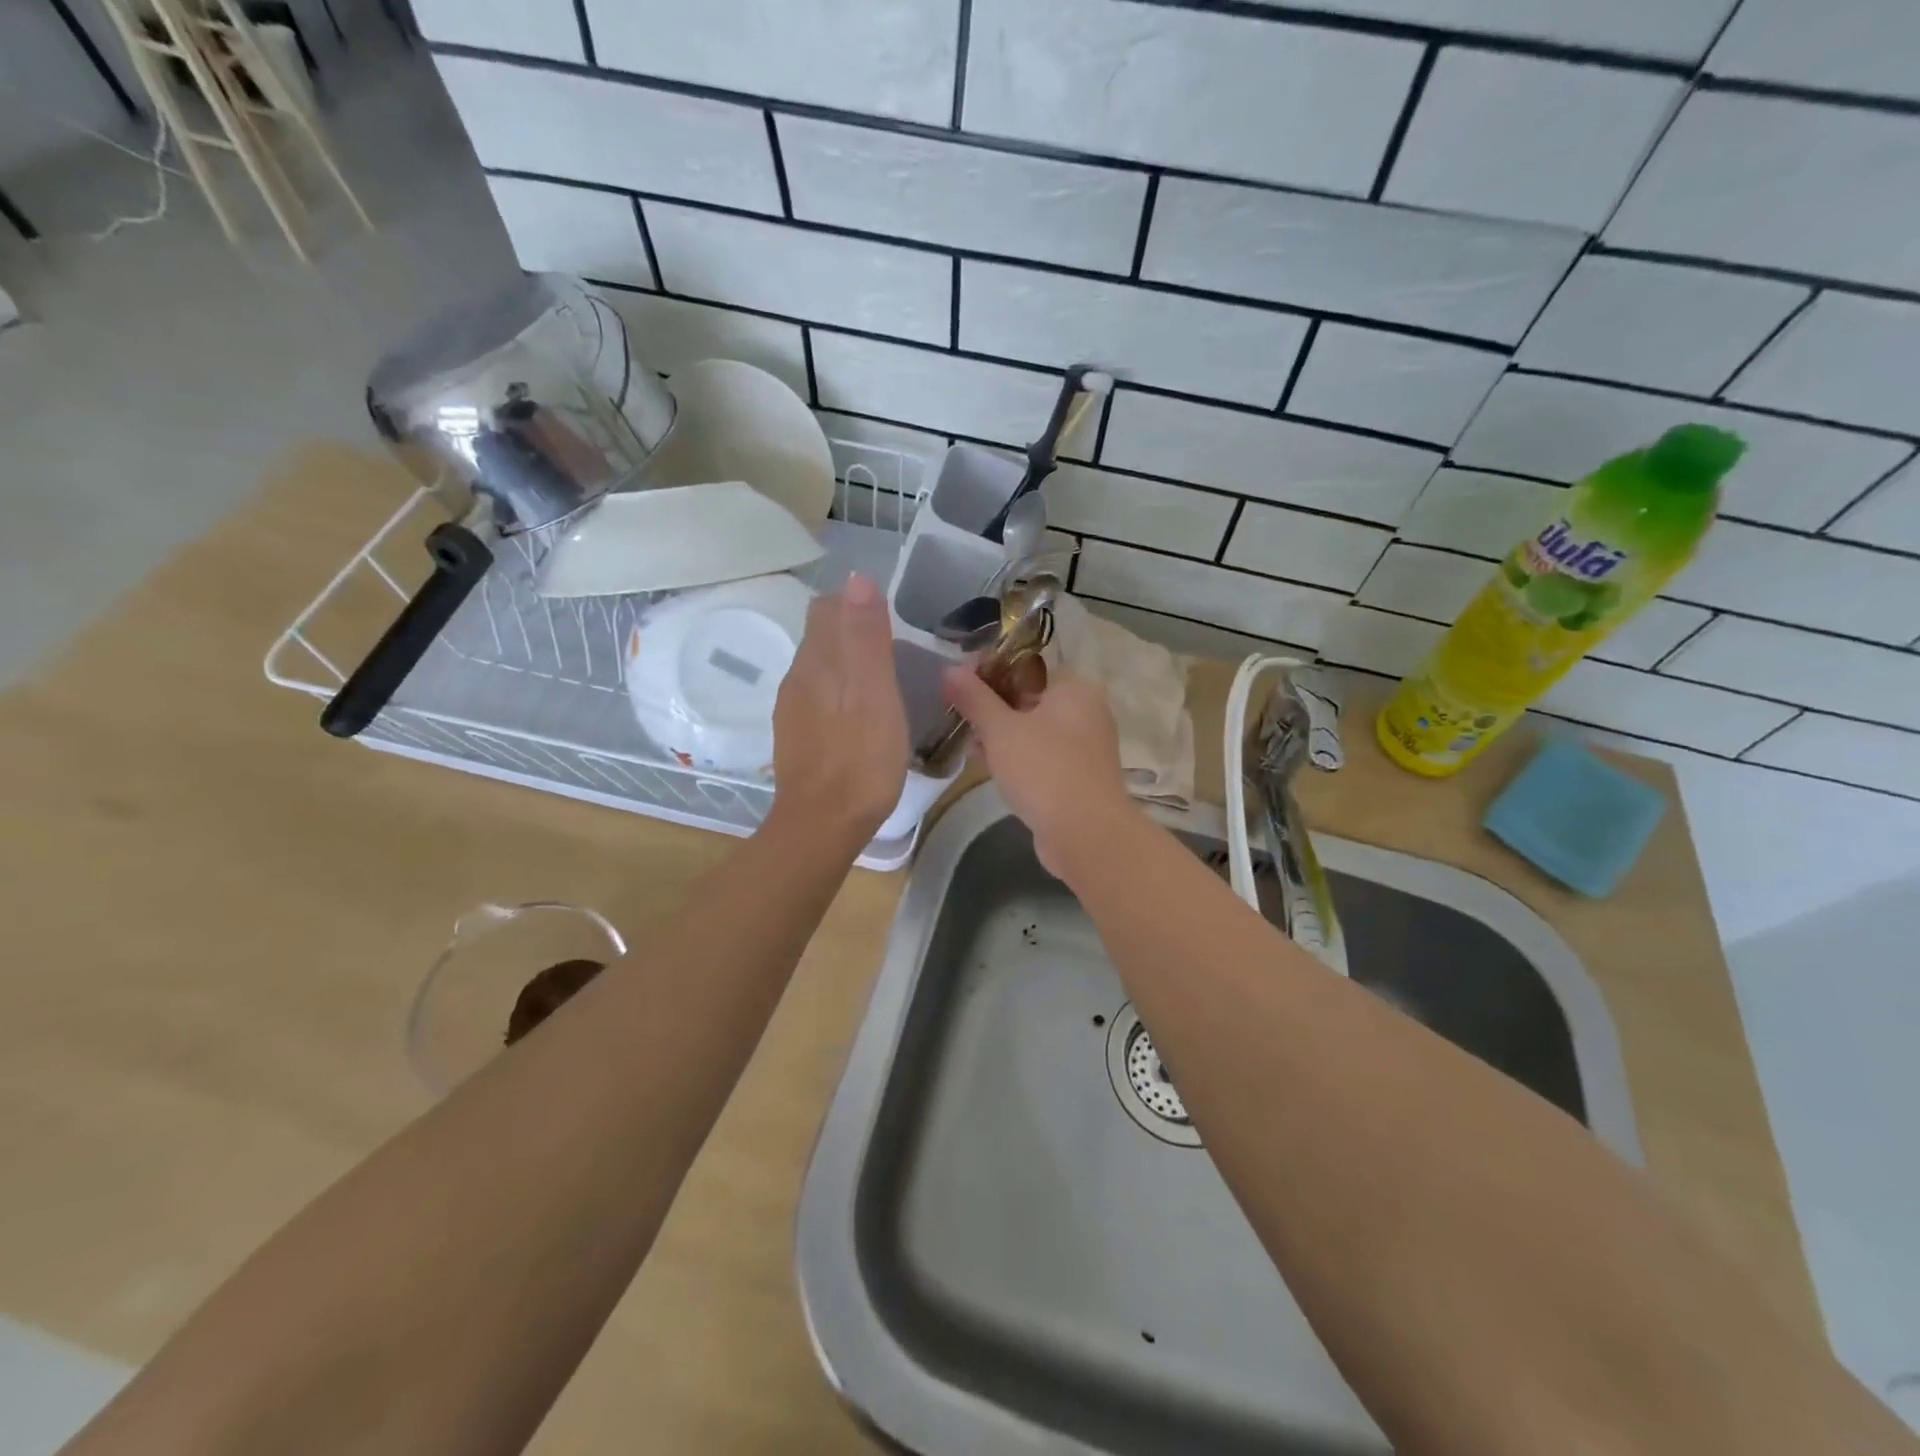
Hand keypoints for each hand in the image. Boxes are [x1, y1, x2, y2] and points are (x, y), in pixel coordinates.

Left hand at [769, 574, 908, 845]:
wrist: (822, 825)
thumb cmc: (860, 759)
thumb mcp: (875, 694)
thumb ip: (866, 637)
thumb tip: (858, 577)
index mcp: (817, 662)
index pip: (828, 609)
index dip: (857, 606)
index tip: (891, 621)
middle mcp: (797, 678)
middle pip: (821, 636)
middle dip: (852, 632)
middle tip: (894, 650)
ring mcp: (793, 710)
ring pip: (819, 668)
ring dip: (847, 664)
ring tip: (882, 682)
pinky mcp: (797, 737)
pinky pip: (818, 698)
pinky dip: (840, 693)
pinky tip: (860, 715)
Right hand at [942, 666, 1134, 875]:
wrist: (1086, 834)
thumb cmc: (1043, 769)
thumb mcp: (1000, 730)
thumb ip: (974, 698)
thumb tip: (950, 668)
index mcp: (1073, 688)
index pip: (1025, 666)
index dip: (988, 671)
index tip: (957, 685)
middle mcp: (1085, 711)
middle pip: (1028, 698)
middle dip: (990, 707)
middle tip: (957, 716)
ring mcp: (1084, 746)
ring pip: (1033, 730)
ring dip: (1000, 735)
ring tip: (968, 745)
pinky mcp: (1077, 776)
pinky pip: (1041, 756)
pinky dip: (1016, 757)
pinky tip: (987, 766)